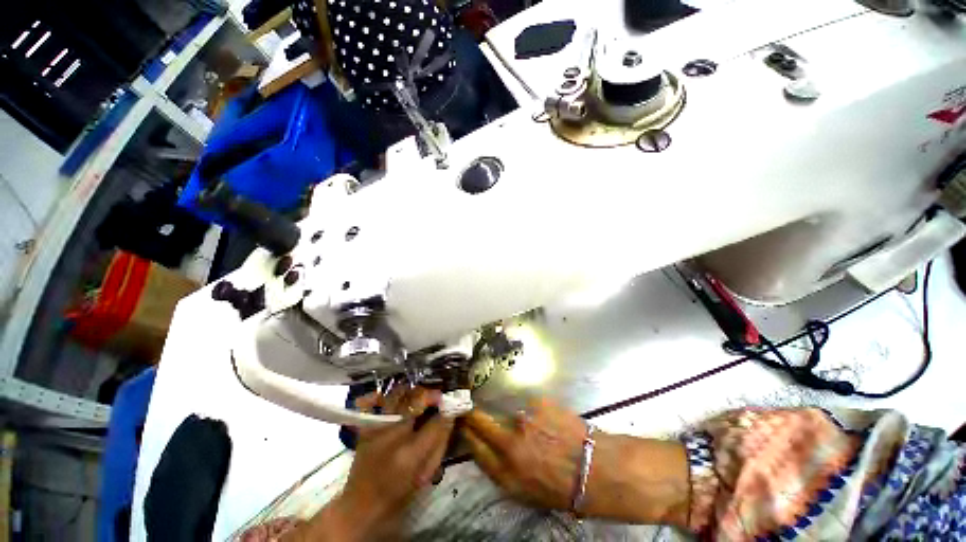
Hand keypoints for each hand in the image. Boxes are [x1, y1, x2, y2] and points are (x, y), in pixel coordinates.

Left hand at [285, 386, 454, 541]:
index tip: (453, 402)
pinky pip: (379, 399)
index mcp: (409, 455)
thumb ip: (440, 442)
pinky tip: (401, 396)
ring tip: (421, 395)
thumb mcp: (425, 474)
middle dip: (430, 393)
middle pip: (415, 400)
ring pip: (398, 394)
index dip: (447, 408)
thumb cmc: (398, 493)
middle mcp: (391, 435)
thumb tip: (449, 415)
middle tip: (437, 396)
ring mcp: (376, 427)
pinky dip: (392, 394)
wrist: (360, 505)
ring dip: (413, 391)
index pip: (436, 422)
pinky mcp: (366, 425)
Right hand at [461, 397, 588, 510]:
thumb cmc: (560, 487)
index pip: (475, 446)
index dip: (467, 433)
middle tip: (471, 408)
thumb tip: (484, 446)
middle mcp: (510, 442)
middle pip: (481, 421)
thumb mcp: (524, 491)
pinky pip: (529, 405)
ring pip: (507, 411)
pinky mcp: (539, 403)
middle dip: (473, 414)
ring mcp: (525, 419)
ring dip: (512, 415)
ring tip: (532, 425)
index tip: (463, 424)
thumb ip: (500, 468)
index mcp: (505, 471)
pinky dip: (534, 411)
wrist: (595, 469)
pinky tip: (548, 421)